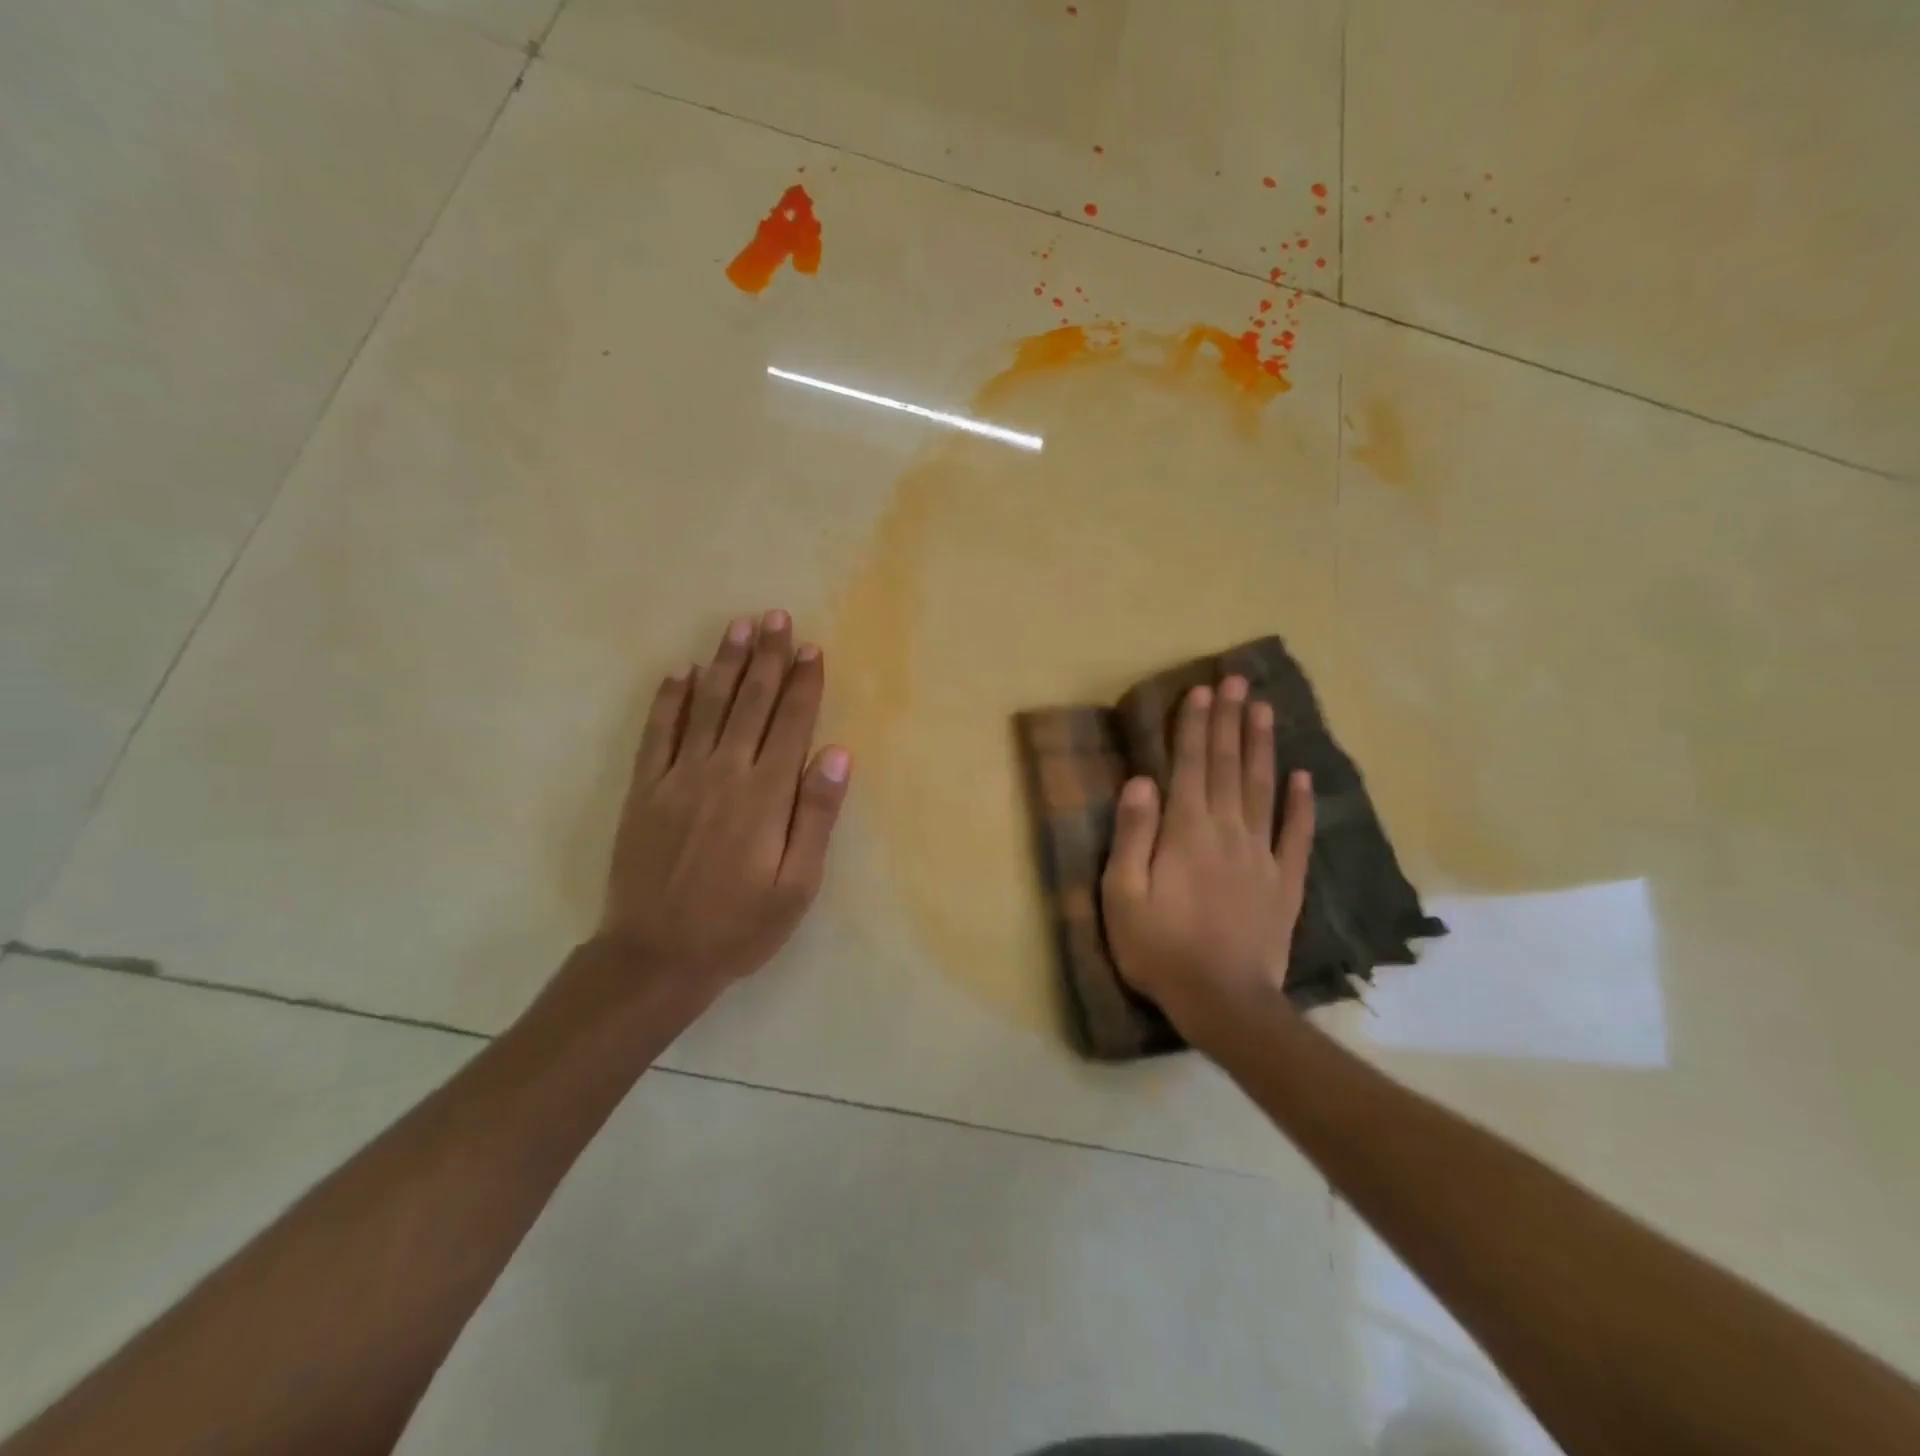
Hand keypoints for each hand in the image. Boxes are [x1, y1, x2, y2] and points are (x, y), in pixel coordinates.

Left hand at [594, 609, 850, 998]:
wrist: (656, 957)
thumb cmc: (740, 925)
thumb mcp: (797, 884)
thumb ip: (816, 815)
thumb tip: (835, 752)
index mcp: (765, 794)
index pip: (790, 723)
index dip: (803, 684)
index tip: (812, 648)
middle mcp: (723, 772)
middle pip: (751, 703)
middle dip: (768, 658)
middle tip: (777, 618)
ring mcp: (678, 777)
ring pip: (706, 706)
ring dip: (725, 664)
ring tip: (739, 628)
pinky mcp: (645, 790)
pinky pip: (658, 733)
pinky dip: (670, 700)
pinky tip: (681, 672)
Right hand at [1100, 676, 1314, 1034]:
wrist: (1223, 1001)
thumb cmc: (1160, 948)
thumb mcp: (1123, 894)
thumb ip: (1133, 834)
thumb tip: (1143, 781)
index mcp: (1187, 831)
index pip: (1192, 766)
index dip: (1196, 726)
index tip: (1203, 691)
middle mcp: (1228, 831)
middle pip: (1230, 767)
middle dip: (1231, 721)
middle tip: (1239, 681)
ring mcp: (1261, 856)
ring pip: (1263, 790)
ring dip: (1263, 747)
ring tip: (1266, 710)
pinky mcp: (1284, 883)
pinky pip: (1296, 836)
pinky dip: (1299, 804)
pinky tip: (1302, 777)